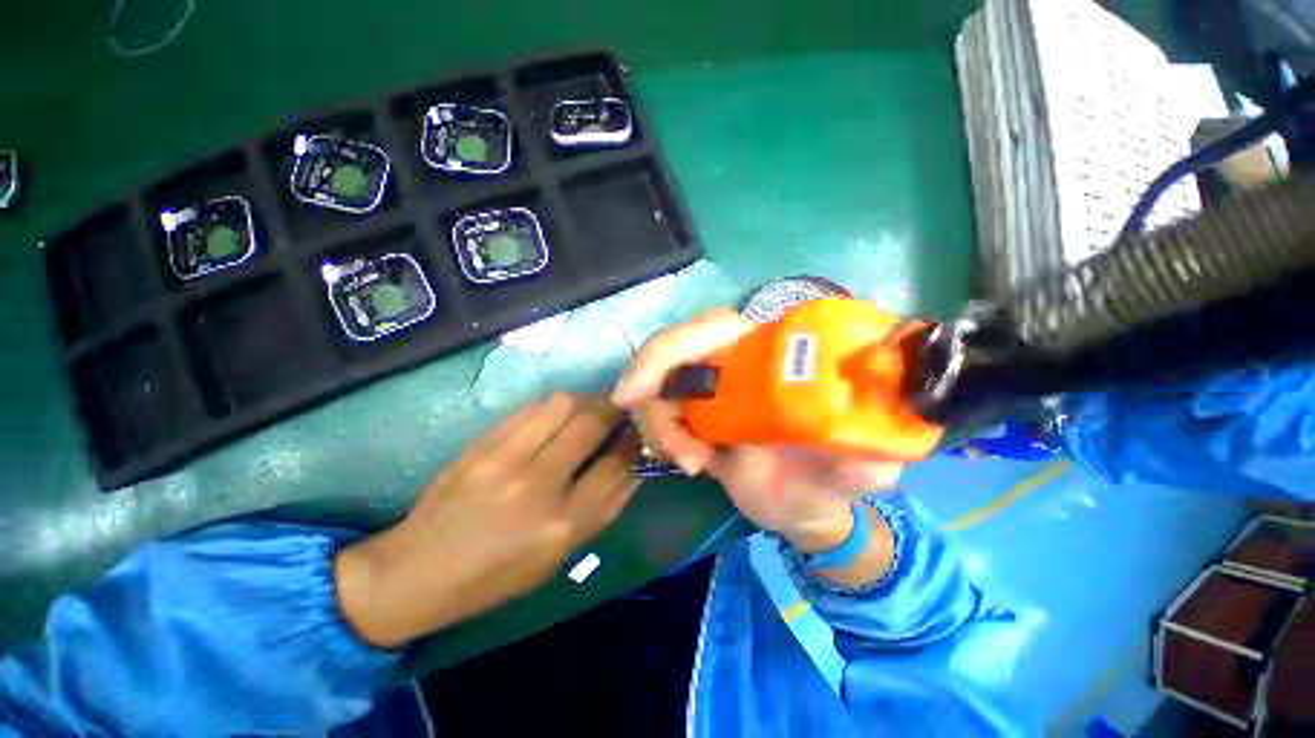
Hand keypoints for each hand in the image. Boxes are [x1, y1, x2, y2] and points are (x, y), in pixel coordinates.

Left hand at [335, 393, 638, 647]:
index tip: (641, 429)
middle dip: (615, 409)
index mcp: (562, 524)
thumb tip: (634, 467)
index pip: (616, 464)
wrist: (417, 571)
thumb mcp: (560, 555)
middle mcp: (537, 484)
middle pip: (592, 423)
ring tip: (590, 408)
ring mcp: (505, 458)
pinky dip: (554, 406)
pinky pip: (531, 408)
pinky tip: (556, 416)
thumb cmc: (497, 575)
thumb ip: (604, 509)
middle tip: (621, 408)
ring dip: (586, 400)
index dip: (635, 440)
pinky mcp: (481, 443)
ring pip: (563, 404)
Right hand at [612, 309, 901, 551]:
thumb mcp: (855, 474)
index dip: (675, 348)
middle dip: (650, 380)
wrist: (799, 504)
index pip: (717, 328)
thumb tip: (862, 451)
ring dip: (659, 421)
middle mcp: (739, 361)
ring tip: (691, 462)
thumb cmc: (827, 482)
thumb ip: (865, 463)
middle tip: (648, 427)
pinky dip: (660, 432)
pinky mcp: (694, 408)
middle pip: (676, 347)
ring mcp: (712, 384)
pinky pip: (658, 406)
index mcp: (776, 358)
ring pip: (660, 380)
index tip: (639, 390)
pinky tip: (687, 460)